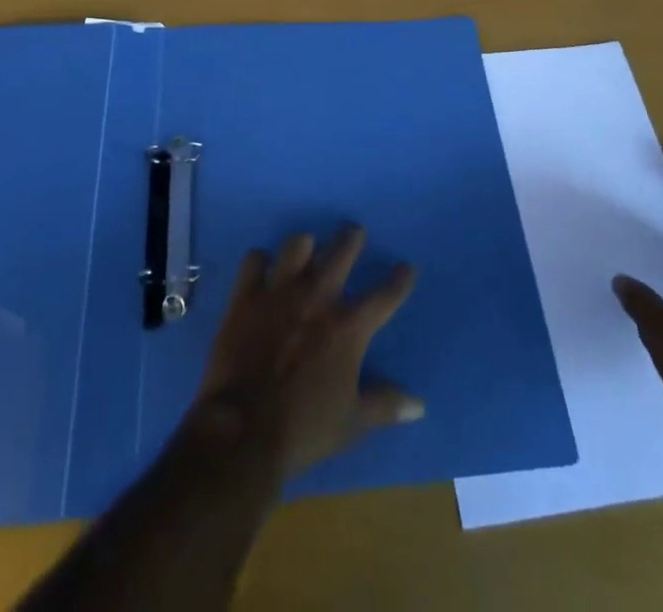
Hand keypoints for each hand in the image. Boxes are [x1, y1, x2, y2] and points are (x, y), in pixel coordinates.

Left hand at [187, 225, 422, 481]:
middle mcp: (318, 297)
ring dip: (305, 245)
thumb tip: (419, 405)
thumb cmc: (304, 427)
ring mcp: (280, 291)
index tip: (406, 268)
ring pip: (297, 245)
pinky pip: (254, 260)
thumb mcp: (352, 423)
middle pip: (342, 252)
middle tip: (354, 232)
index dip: (399, 280)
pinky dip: (260, 261)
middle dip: (351, 238)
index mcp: (348, 327)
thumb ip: (385, 405)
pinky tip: (262, 268)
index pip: (384, 296)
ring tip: (307, 246)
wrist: (243, 429)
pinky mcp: (247, 295)